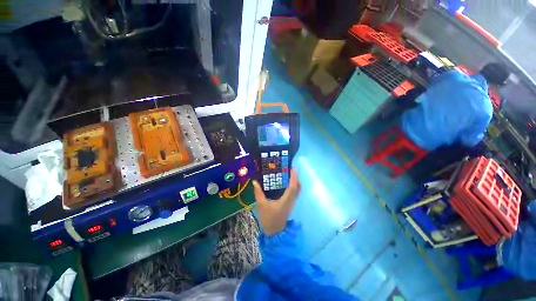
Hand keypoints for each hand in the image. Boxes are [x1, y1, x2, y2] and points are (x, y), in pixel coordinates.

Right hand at [253, 169, 300, 234]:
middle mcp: (291, 200)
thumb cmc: (268, 219)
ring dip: (295, 181)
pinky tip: (287, 184)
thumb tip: (254, 181)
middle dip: (295, 177)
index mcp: (285, 200)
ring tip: (289, 174)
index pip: (292, 186)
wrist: (274, 232)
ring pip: (297, 190)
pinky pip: (295, 193)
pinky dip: (294, 186)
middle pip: (297, 187)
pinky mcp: (290, 205)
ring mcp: (291, 203)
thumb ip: (258, 193)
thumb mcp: (262, 205)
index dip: (293, 176)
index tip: (293, 168)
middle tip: (290, 169)